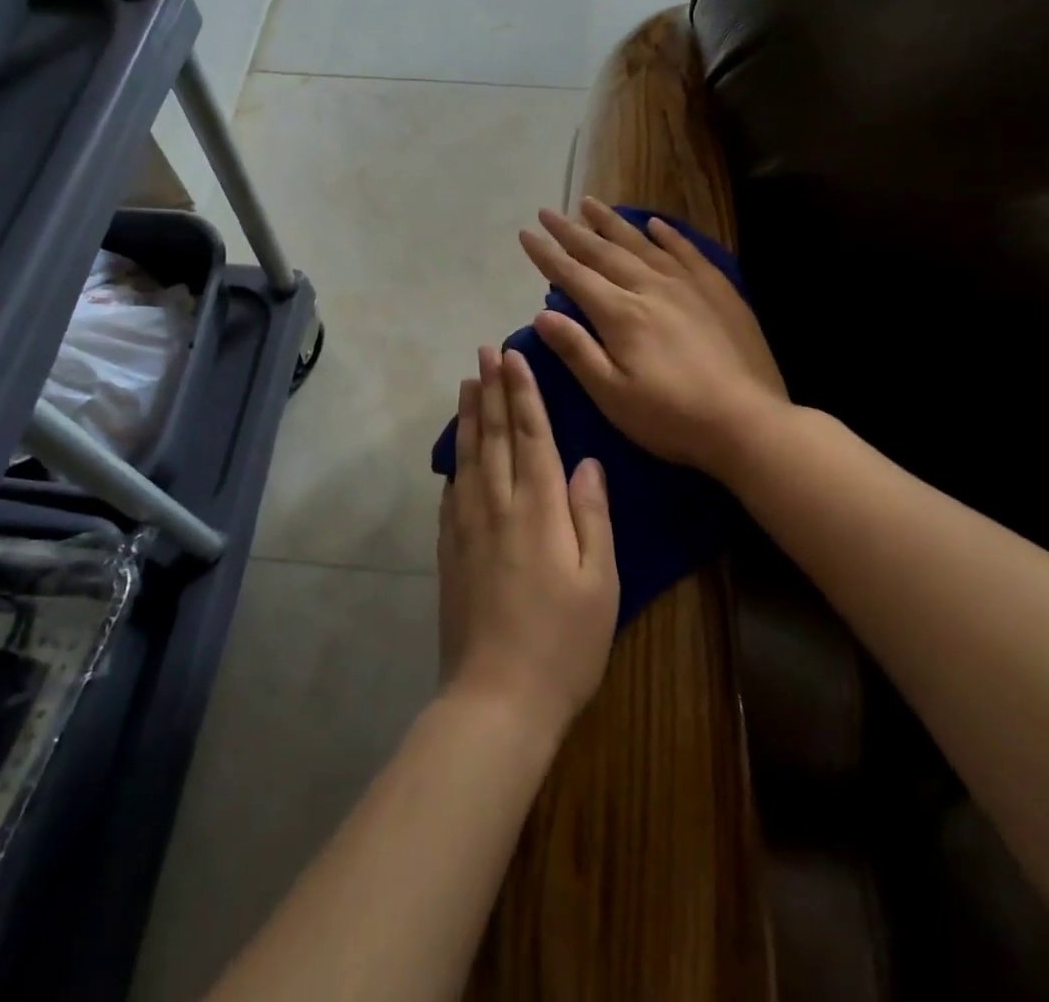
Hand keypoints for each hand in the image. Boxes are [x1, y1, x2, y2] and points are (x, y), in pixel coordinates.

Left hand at [438, 346, 618, 745]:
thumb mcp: (600, 582)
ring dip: (469, 415)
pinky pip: (451, 489)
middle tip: (484, 352)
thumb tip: (588, 462)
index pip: (531, 435)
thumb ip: (591, 516)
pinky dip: (455, 459)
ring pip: (468, 456)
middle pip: (495, 435)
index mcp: (538, 508)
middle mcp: (497, 505)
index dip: (523, 393)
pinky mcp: (449, 548)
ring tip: (467, 383)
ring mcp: (467, 526)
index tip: (514, 356)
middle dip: (492, 389)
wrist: (496, 697)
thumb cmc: (564, 642)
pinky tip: (456, 449)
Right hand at [517, 198, 788, 481]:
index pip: (574, 276)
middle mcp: (651, 288)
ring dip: (612, 223)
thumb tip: (542, 314)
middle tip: (549, 211)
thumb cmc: (671, 418)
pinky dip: (667, 234)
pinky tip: (654, 224)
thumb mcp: (612, 396)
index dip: (547, 255)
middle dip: (572, 231)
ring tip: (590, 203)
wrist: (747, 422)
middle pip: (603, 252)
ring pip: (642, 243)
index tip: (526, 233)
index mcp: (621, 314)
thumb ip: (577, 351)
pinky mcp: (718, 290)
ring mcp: (688, 285)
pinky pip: (686, 251)